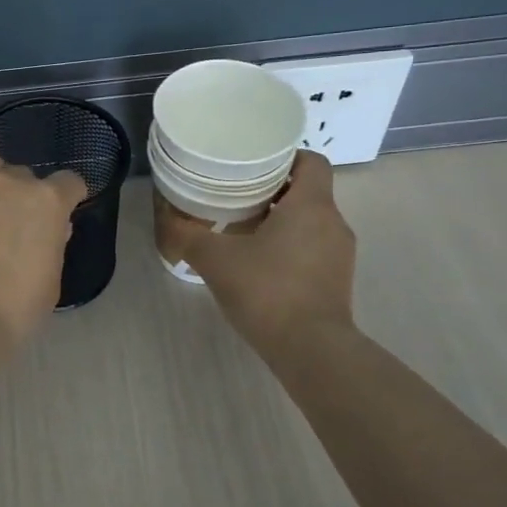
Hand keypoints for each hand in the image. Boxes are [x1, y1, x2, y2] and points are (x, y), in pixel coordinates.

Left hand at [0, 153, 87, 348]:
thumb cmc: (14, 305)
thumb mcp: (50, 281)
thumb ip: (52, 246)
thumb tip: (49, 231)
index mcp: (46, 201)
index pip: (69, 182)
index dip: (68, 197)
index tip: (62, 216)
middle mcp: (8, 183)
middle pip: (24, 176)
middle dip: (24, 196)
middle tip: (17, 227)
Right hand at [183, 150, 356, 351]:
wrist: (310, 350)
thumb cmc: (266, 290)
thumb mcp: (214, 258)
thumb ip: (187, 234)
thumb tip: (167, 220)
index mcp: (311, 205)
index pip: (310, 160)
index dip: (283, 156)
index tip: (252, 164)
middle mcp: (333, 222)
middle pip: (306, 190)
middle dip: (271, 189)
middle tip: (233, 193)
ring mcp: (339, 254)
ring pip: (309, 221)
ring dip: (278, 220)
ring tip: (240, 228)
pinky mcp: (336, 280)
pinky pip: (311, 248)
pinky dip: (287, 246)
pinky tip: (256, 262)